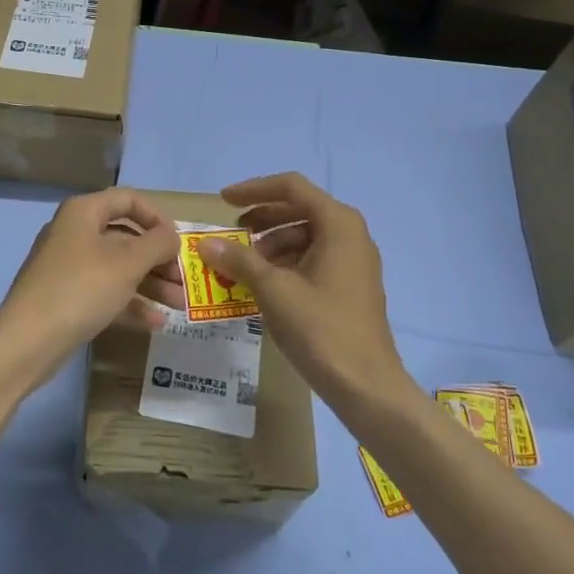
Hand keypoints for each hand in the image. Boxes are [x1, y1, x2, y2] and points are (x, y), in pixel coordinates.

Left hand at [0, 188, 179, 385]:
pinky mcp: (66, 297)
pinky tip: (157, 322)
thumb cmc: (81, 289)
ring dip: (151, 283)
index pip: (128, 199)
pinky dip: (130, 302)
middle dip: (158, 258)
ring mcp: (68, 266)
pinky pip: (105, 292)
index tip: (179, 241)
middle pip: (125, 236)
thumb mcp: (127, 263)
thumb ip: (157, 244)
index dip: (158, 217)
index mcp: (84, 212)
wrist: (27, 341)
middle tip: (184, 280)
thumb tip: (172, 235)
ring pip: (118, 267)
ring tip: (179, 304)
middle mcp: (74, 232)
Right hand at [156, 173, 411, 411]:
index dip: (254, 189)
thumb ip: (239, 260)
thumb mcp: (273, 290)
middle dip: (262, 218)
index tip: (223, 200)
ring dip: (271, 243)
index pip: (291, 188)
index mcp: (338, 224)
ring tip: (243, 265)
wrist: (366, 385)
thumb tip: (206, 244)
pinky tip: (263, 284)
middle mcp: (350, 234)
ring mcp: (353, 261)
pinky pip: (313, 259)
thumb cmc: (321, 328)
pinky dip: (286, 263)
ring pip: (305, 236)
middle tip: (232, 232)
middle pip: (299, 209)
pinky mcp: (350, 285)